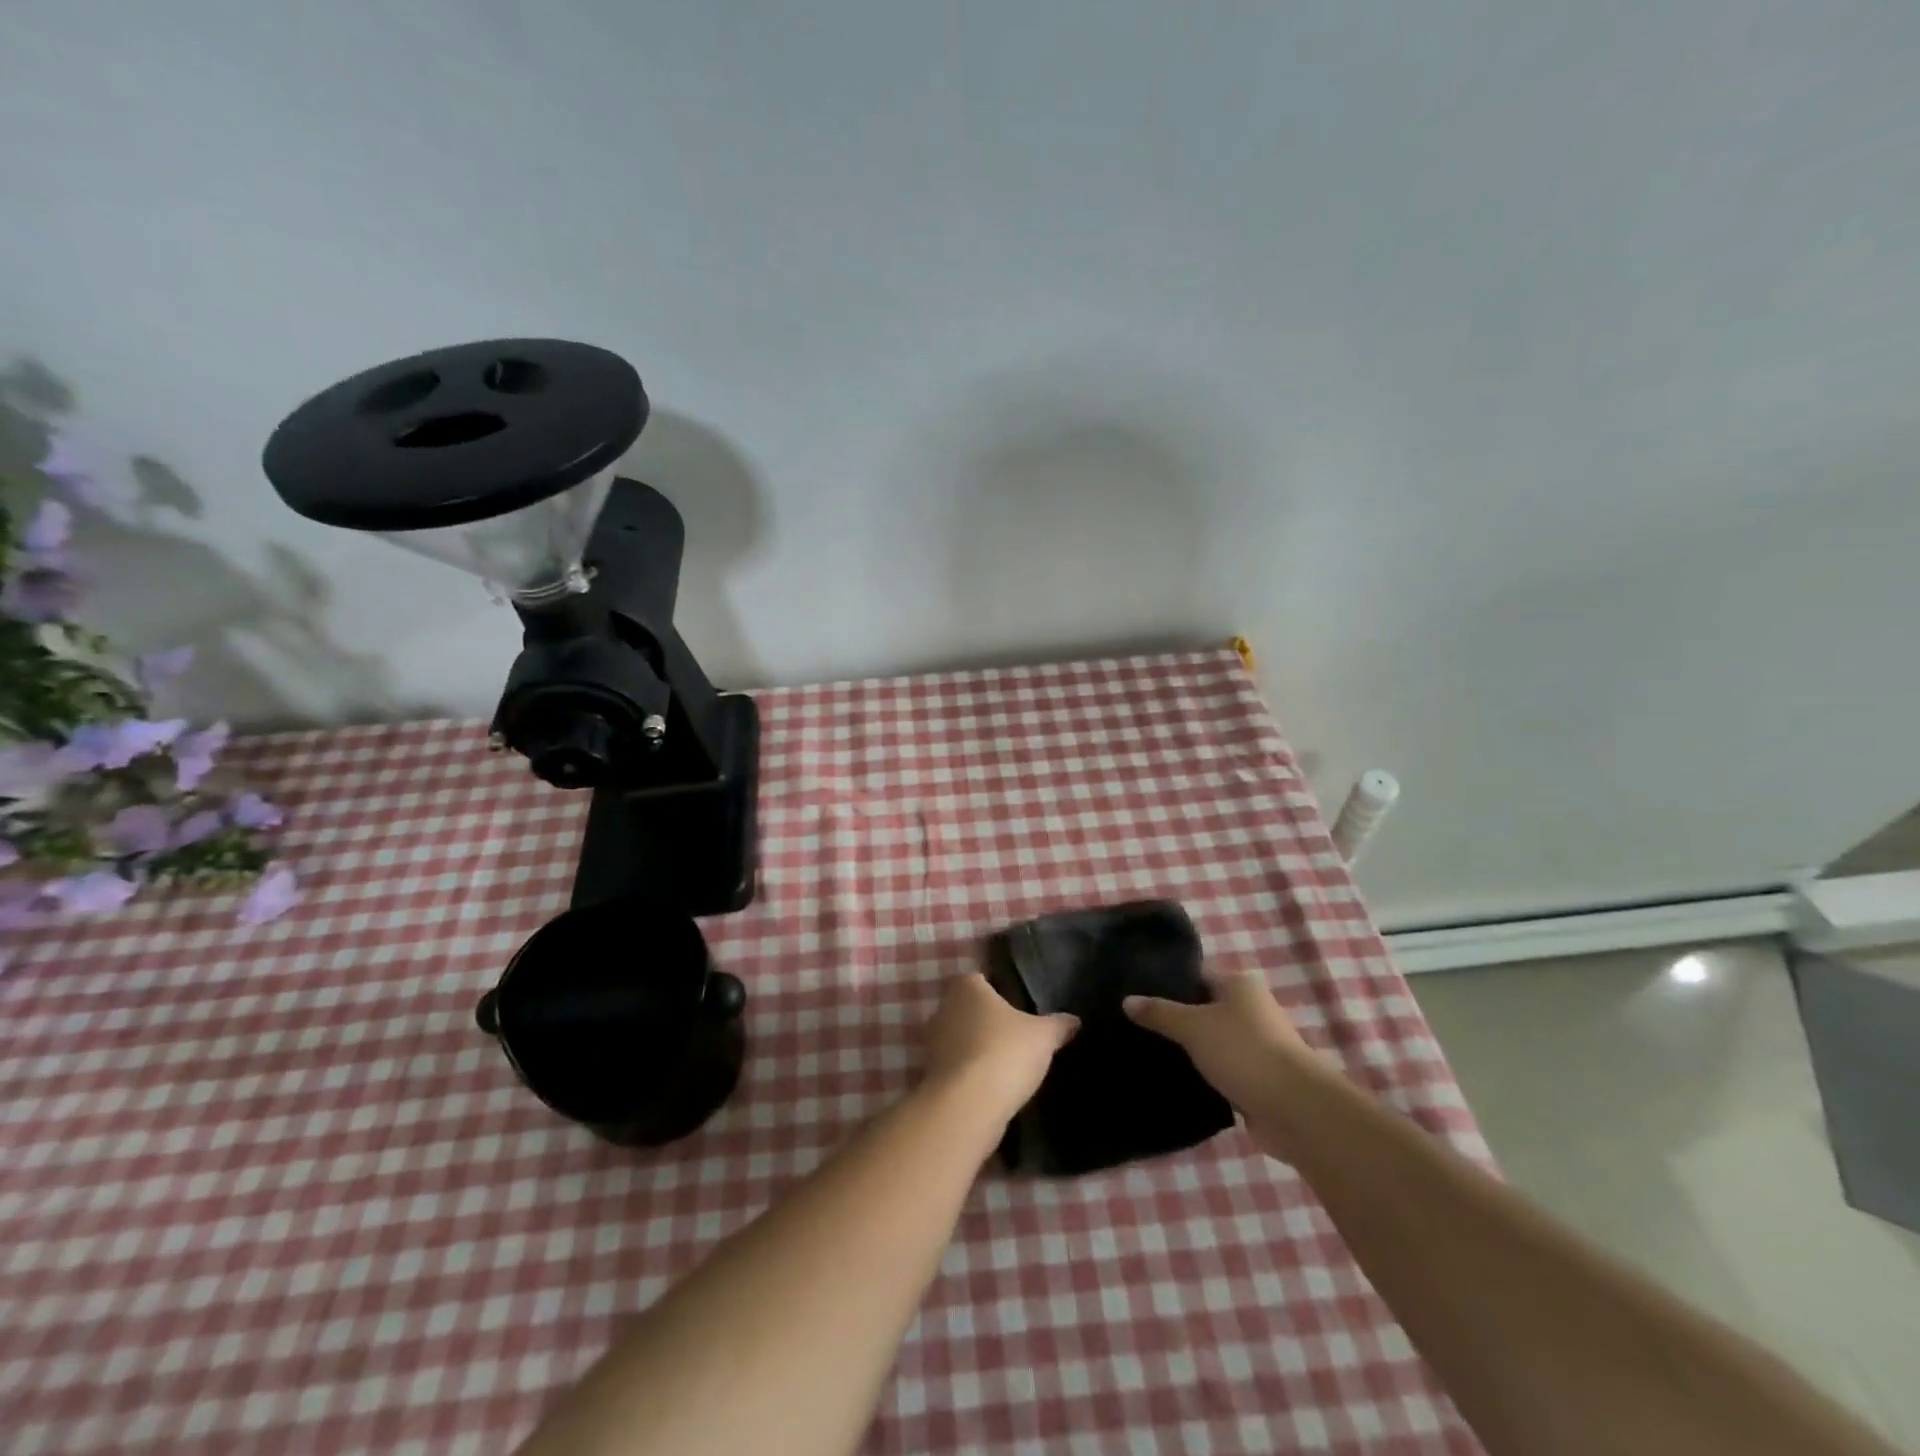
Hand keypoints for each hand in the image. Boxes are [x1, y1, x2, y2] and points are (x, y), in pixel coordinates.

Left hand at [920, 973, 1078, 1125]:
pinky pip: (953, 1066)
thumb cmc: (1005, 1052)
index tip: (1014, 1008)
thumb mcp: (1043, 1037)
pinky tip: (989, 1086)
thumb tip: (1074, 1020)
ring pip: (957, 1038)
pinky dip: (967, 1073)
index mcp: (966, 987)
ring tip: (1003, 1064)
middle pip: (966, 1009)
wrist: (969, 1104)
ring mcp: (931, 1042)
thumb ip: (1058, 1025)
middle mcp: (943, 1008)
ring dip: (974, 1049)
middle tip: (1012, 1036)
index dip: (995, 991)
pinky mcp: (930, 1073)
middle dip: (984, 1020)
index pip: (979, 979)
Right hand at [1124, 972, 1327, 1159]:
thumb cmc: (1243, 1052)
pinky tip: (1176, 1080)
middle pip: (1204, 1009)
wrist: (1295, 1109)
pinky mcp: (1257, 1078)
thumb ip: (1159, 1013)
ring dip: (1190, 1051)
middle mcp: (1251, 1009)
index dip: (1167, 984)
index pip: (1195, 976)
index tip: (1136, 995)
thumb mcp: (1192, 1026)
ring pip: (1212, 1042)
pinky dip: (1204, 1075)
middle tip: (1136, 1027)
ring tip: (1149, 1054)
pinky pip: (1222, 1070)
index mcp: (1239, 985)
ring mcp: (1257, 1045)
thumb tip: (1127, 1000)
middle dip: (1175, 1019)